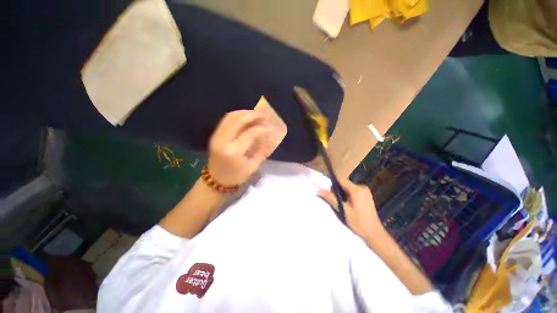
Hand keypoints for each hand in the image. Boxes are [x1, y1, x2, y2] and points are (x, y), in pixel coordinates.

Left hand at [207, 110, 273, 185]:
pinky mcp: (214, 135)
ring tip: (256, 114)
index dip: (261, 128)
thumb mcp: (253, 166)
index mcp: (233, 151)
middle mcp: (223, 140)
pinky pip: (226, 120)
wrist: (216, 180)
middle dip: (253, 115)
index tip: (270, 128)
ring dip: (245, 113)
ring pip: (230, 116)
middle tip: (264, 114)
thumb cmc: (236, 176)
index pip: (249, 133)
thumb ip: (261, 150)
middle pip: (238, 120)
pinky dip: (238, 116)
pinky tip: (246, 118)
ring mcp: (216, 136)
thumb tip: (268, 136)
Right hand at [318, 178, 383, 240]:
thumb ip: (331, 198)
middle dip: (337, 189)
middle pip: (344, 183)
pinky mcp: (366, 195)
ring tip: (341, 204)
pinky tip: (347, 204)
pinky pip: (353, 190)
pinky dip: (348, 195)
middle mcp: (362, 187)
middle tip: (334, 200)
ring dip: (342, 193)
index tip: (327, 189)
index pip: (340, 179)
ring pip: (348, 187)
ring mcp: (365, 191)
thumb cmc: (358, 222)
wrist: (374, 233)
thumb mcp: (343, 210)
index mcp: (356, 190)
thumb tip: (319, 190)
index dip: (332, 182)